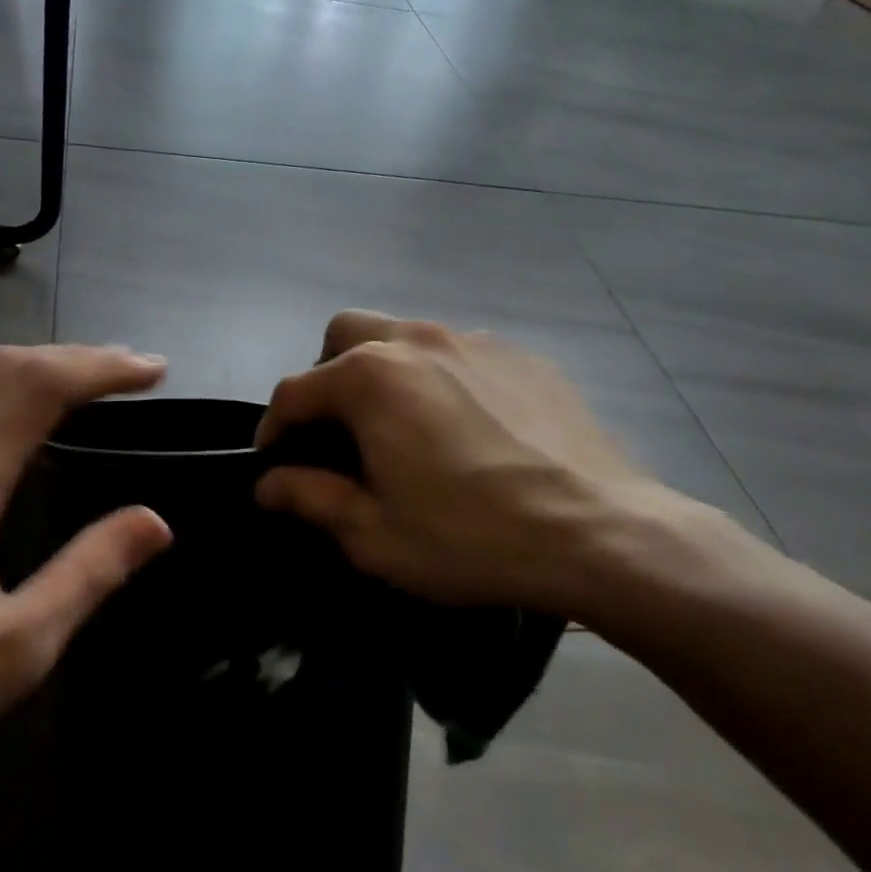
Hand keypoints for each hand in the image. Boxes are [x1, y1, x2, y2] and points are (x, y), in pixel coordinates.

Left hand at [0, 346, 173, 781]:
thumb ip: (90, 572)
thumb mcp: (19, 644)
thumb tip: (155, 521)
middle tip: (132, 370)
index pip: (38, 387)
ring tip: (86, 380)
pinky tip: (15, 418)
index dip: (102, 368)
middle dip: (75, 357)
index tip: (154, 371)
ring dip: (33, 366)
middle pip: (4, 367)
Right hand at [256, 312, 700, 618]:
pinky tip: (465, 428)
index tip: (275, 461)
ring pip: (403, 336)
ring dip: (383, 371)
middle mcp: (417, 341)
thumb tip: (268, 484)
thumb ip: (311, 498)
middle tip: (338, 429)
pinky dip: (439, 378)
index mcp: (370, 379)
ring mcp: (475, 341)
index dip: (274, 427)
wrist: (602, 533)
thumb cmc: (471, 538)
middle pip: (344, 333)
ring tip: (403, 428)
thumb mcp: (375, 534)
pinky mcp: (522, 356)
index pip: (295, 390)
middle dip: (325, 374)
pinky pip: (458, 353)